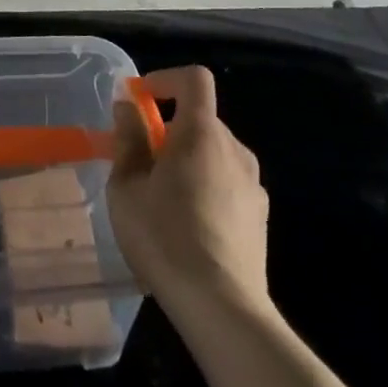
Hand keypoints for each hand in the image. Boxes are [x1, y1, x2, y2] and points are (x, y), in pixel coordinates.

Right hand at [108, 66, 270, 319]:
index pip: (193, 79)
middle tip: (139, 163)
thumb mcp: (127, 186)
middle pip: (201, 120)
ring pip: (214, 154)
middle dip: (169, 131)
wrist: (222, 307)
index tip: (139, 102)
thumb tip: (128, 108)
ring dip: (187, 162)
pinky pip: (227, 184)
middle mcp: (235, 149)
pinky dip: (205, 189)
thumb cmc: (164, 236)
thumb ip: (128, 140)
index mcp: (202, 133)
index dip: (165, 80)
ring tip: (161, 200)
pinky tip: (187, 228)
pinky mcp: (260, 217)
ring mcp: (253, 185)